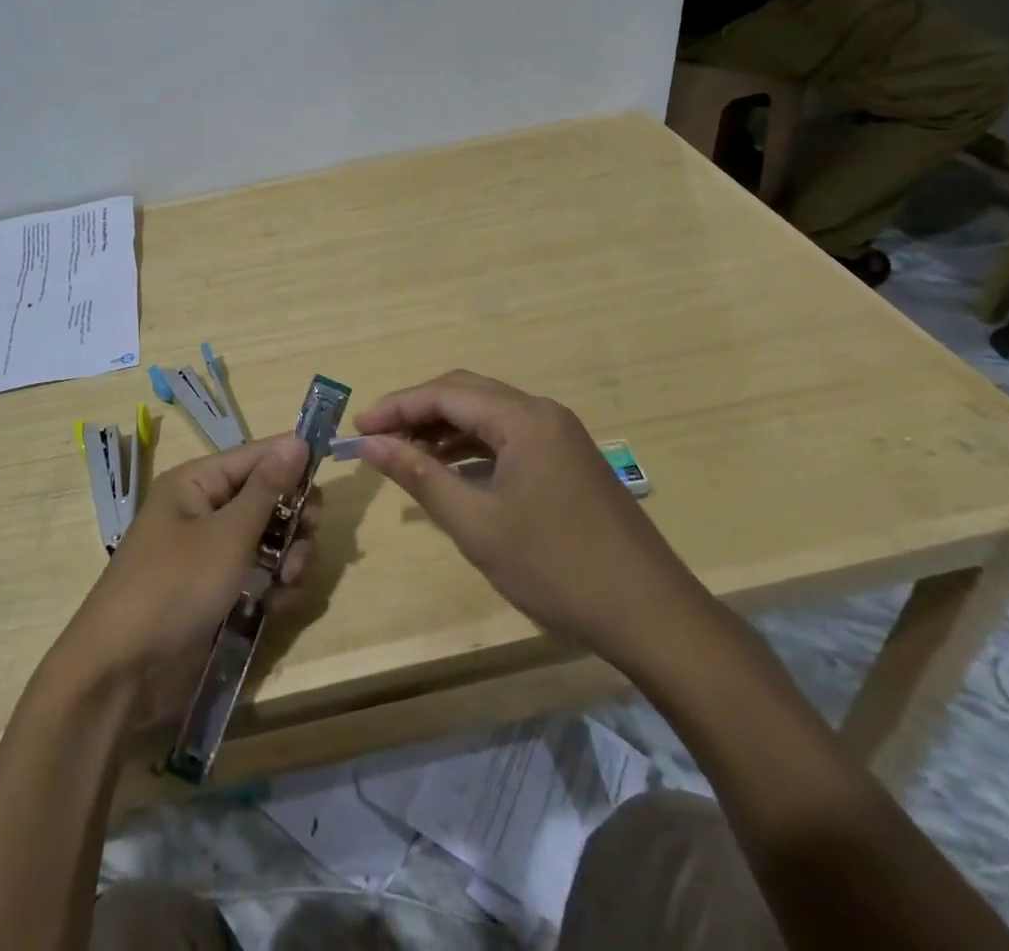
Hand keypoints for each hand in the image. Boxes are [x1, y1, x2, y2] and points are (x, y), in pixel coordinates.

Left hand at [58, 435, 320, 711]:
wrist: (120, 672)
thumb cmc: (174, 587)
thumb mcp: (227, 535)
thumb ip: (268, 489)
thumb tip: (297, 440)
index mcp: (196, 483)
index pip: (256, 456)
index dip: (293, 461)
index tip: (329, 475)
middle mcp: (202, 510)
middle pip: (266, 498)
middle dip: (293, 519)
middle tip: (309, 538)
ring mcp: (209, 553)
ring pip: (267, 539)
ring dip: (287, 557)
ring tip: (289, 583)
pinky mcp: (215, 590)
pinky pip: (256, 574)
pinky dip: (272, 586)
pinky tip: (277, 606)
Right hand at [355, 371, 717, 680]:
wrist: (652, 615)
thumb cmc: (557, 568)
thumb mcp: (477, 525)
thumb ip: (420, 476)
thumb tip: (370, 443)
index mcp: (523, 419)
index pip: (445, 394)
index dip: (396, 407)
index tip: (356, 428)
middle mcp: (543, 413)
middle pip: (466, 393)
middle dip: (417, 411)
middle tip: (377, 438)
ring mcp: (560, 435)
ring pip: (488, 414)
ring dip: (444, 428)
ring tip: (404, 454)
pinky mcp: (568, 459)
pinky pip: (508, 436)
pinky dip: (473, 446)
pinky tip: (451, 469)